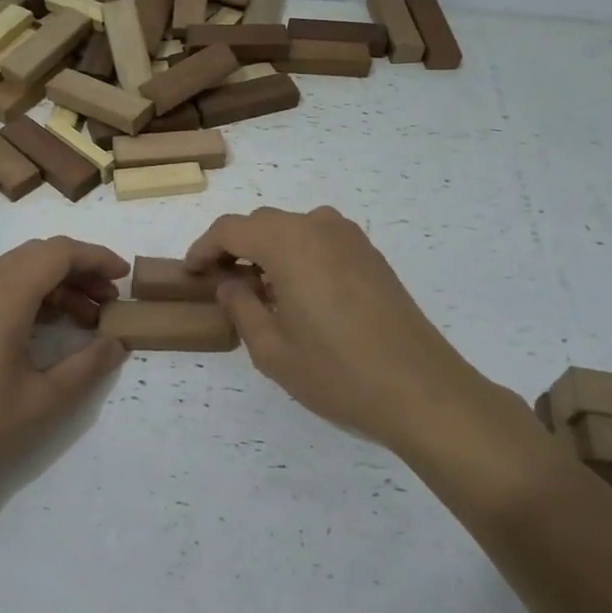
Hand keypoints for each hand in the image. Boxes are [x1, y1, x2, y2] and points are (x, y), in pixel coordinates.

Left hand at [0, 237, 128, 521]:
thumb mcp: (43, 402)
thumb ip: (87, 366)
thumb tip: (116, 343)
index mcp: (3, 295)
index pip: (59, 252)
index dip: (97, 258)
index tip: (124, 277)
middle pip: (37, 255)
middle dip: (79, 270)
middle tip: (109, 302)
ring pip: (15, 270)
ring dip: (54, 284)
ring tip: (85, 319)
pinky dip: (27, 296)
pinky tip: (44, 328)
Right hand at [185, 207, 503, 457]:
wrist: (420, 389)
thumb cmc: (337, 372)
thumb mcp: (272, 349)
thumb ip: (242, 307)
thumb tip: (230, 282)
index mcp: (289, 243)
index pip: (231, 229)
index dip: (204, 248)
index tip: (190, 273)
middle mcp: (319, 227)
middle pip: (263, 223)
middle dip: (234, 247)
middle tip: (218, 283)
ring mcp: (351, 239)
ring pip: (293, 229)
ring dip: (267, 249)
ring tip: (258, 289)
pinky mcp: (372, 256)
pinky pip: (321, 240)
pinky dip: (297, 255)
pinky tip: (297, 292)